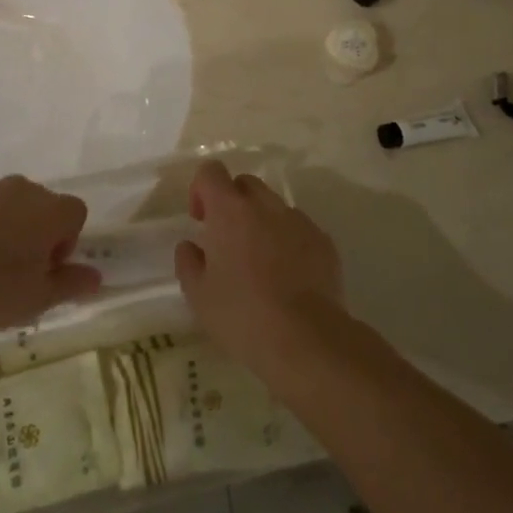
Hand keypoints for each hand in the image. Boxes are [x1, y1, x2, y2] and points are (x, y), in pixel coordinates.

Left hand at [0, 175, 102, 331]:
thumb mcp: (38, 299)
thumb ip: (71, 284)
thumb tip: (95, 277)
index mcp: (50, 210)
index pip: (76, 213)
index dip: (66, 242)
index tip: (45, 269)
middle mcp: (22, 188)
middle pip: (41, 205)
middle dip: (36, 231)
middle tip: (17, 271)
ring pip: (7, 203)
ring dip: (4, 225)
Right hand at [174, 160, 344, 379]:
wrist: (307, 340)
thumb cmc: (243, 316)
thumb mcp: (198, 295)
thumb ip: (188, 261)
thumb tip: (190, 246)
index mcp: (230, 210)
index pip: (211, 172)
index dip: (201, 189)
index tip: (201, 220)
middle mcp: (265, 205)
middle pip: (245, 184)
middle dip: (233, 203)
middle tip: (227, 241)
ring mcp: (298, 221)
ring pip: (274, 207)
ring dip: (262, 223)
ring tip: (260, 264)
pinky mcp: (323, 241)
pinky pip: (298, 229)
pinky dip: (288, 242)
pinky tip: (288, 278)